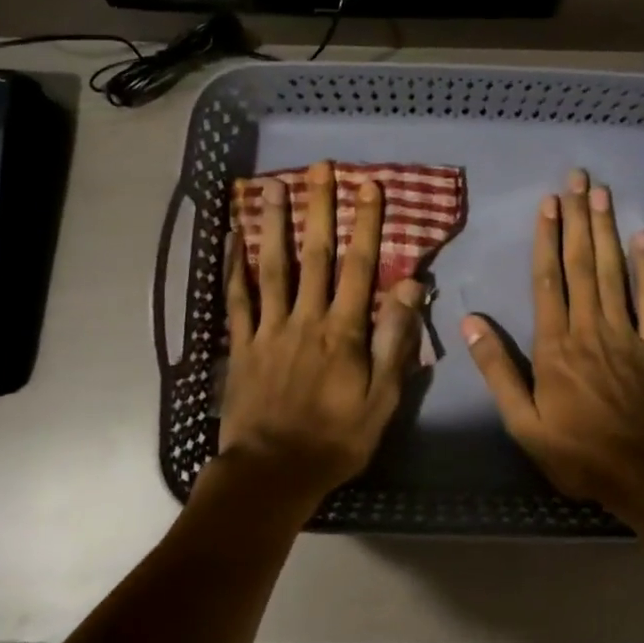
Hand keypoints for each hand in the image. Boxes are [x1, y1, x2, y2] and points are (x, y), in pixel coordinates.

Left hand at [219, 161, 423, 501]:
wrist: (273, 474)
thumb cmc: (336, 439)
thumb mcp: (382, 399)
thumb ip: (396, 341)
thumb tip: (411, 287)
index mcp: (343, 331)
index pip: (360, 267)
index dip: (366, 224)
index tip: (370, 187)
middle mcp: (305, 318)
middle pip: (314, 255)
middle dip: (319, 208)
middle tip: (319, 168)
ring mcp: (268, 329)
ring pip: (271, 267)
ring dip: (273, 224)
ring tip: (272, 186)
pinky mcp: (241, 345)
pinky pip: (235, 300)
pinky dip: (233, 268)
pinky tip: (232, 239)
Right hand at [462, 169, 643, 508]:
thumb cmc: (579, 452)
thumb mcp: (524, 423)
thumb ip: (498, 371)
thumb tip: (471, 322)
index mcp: (555, 345)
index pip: (548, 280)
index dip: (547, 239)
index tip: (548, 204)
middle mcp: (590, 328)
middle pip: (582, 265)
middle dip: (578, 220)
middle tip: (577, 180)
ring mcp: (627, 333)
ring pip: (614, 272)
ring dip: (607, 231)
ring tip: (602, 194)